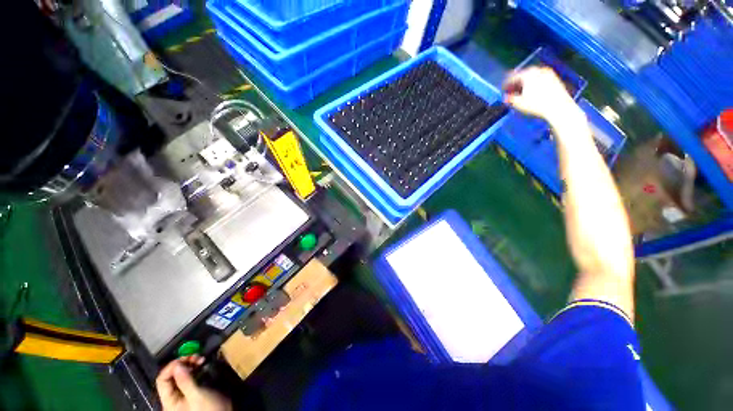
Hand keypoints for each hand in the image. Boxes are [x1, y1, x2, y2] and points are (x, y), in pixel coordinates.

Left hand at [156, 356, 231, 410]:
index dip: (171, 367)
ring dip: (190, 364)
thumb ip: (185, 381)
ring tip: (200, 358)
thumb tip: (178, 365)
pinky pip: (190, 377)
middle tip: (195, 355)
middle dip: (183, 363)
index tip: (185, 357)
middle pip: (172, 376)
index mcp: (169, 401)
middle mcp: (174, 397)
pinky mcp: (194, 390)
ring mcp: (184, 393)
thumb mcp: (197, 395)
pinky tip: (202, 363)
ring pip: (182, 375)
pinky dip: (196, 368)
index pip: (162, 380)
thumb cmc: (208, 409)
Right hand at [503, 67, 580, 124]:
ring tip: (521, 92)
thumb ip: (510, 98)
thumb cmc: (536, 104)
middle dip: (516, 83)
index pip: (512, 77)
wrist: (558, 106)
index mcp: (527, 74)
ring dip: (525, 83)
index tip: (502, 90)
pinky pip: (540, 78)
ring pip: (532, 76)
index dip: (506, 84)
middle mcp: (537, 70)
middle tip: (511, 90)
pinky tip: (532, 91)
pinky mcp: (554, 78)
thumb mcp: (519, 103)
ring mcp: (547, 73)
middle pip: (523, 75)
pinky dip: (534, 83)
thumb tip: (506, 97)